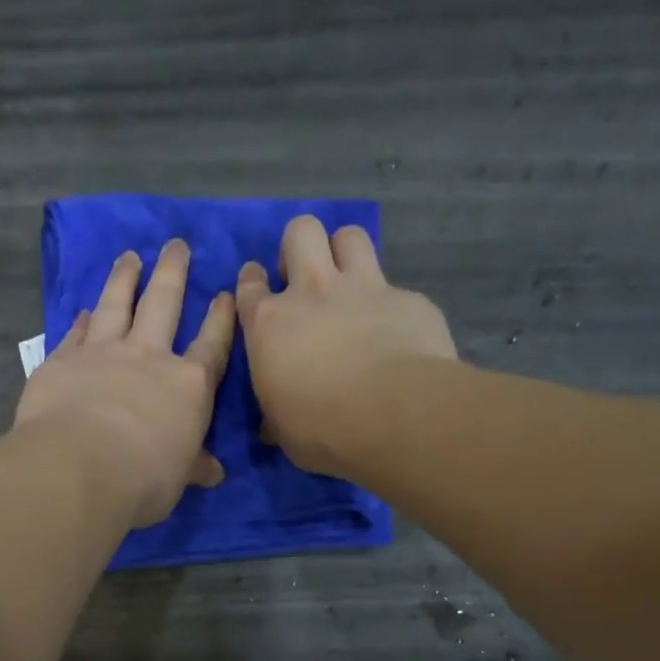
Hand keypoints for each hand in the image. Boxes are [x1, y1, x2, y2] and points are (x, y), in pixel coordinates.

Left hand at [15, 239, 235, 528]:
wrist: (80, 466)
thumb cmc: (144, 477)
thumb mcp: (178, 478)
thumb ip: (193, 466)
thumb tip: (214, 472)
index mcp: (188, 385)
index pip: (211, 345)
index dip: (220, 319)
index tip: (224, 293)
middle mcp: (148, 358)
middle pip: (163, 304)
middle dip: (172, 272)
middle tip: (176, 244)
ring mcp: (103, 353)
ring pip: (116, 305)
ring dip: (124, 279)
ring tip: (130, 256)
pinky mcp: (63, 360)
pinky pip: (76, 333)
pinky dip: (81, 320)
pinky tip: (84, 309)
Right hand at [236, 215, 456, 477]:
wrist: (393, 415)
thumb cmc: (321, 428)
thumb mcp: (283, 428)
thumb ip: (276, 413)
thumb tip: (272, 425)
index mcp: (270, 324)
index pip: (250, 285)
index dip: (253, 282)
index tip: (260, 289)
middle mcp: (313, 292)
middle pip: (301, 232)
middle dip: (300, 246)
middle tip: (305, 277)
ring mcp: (364, 288)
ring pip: (350, 236)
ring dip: (346, 252)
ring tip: (349, 282)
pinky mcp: (409, 299)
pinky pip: (396, 288)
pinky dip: (392, 305)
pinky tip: (398, 332)